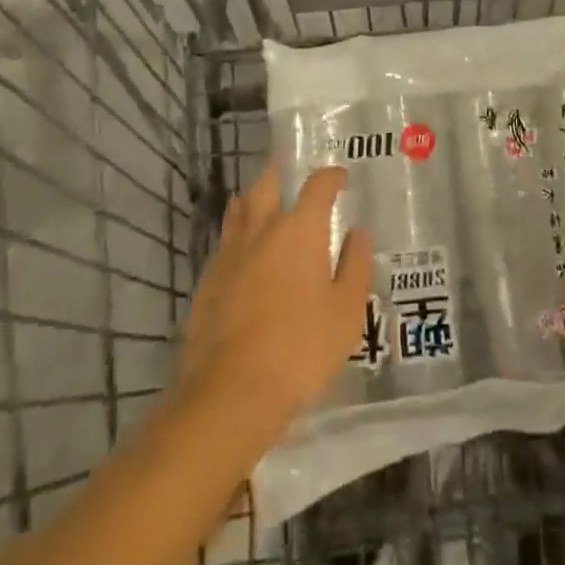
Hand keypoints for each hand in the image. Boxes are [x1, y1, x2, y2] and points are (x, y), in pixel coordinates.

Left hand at [179, 163, 371, 425]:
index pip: (318, 185)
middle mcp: (262, 228)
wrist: (232, 392)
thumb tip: (357, 233)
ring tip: (263, 202)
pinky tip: (243, 252)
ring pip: (239, 208)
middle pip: (267, 183)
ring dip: (253, 199)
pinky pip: (224, 242)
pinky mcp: (207, 281)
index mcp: (300, 229)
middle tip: (291, 173)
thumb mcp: (346, 311)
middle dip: (281, 172)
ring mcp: (229, 253)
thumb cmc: (301, 348)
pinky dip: (237, 235)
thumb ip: (354, 265)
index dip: (331, 176)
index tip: (340, 178)